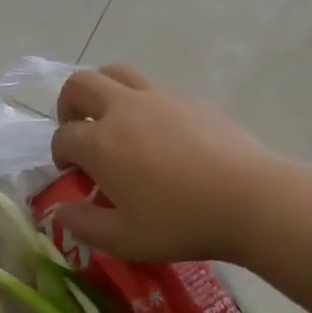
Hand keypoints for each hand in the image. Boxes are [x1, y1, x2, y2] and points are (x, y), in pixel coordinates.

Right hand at [49, 65, 270, 263]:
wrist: (251, 200)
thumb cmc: (181, 222)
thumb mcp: (124, 239)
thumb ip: (84, 225)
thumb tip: (60, 212)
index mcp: (100, 143)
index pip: (63, 137)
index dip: (60, 155)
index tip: (73, 174)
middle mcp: (123, 110)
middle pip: (80, 84)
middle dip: (69, 105)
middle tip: (80, 131)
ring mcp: (159, 99)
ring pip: (117, 73)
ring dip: (103, 92)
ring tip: (114, 121)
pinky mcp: (191, 99)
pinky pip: (155, 91)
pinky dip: (144, 105)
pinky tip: (163, 137)